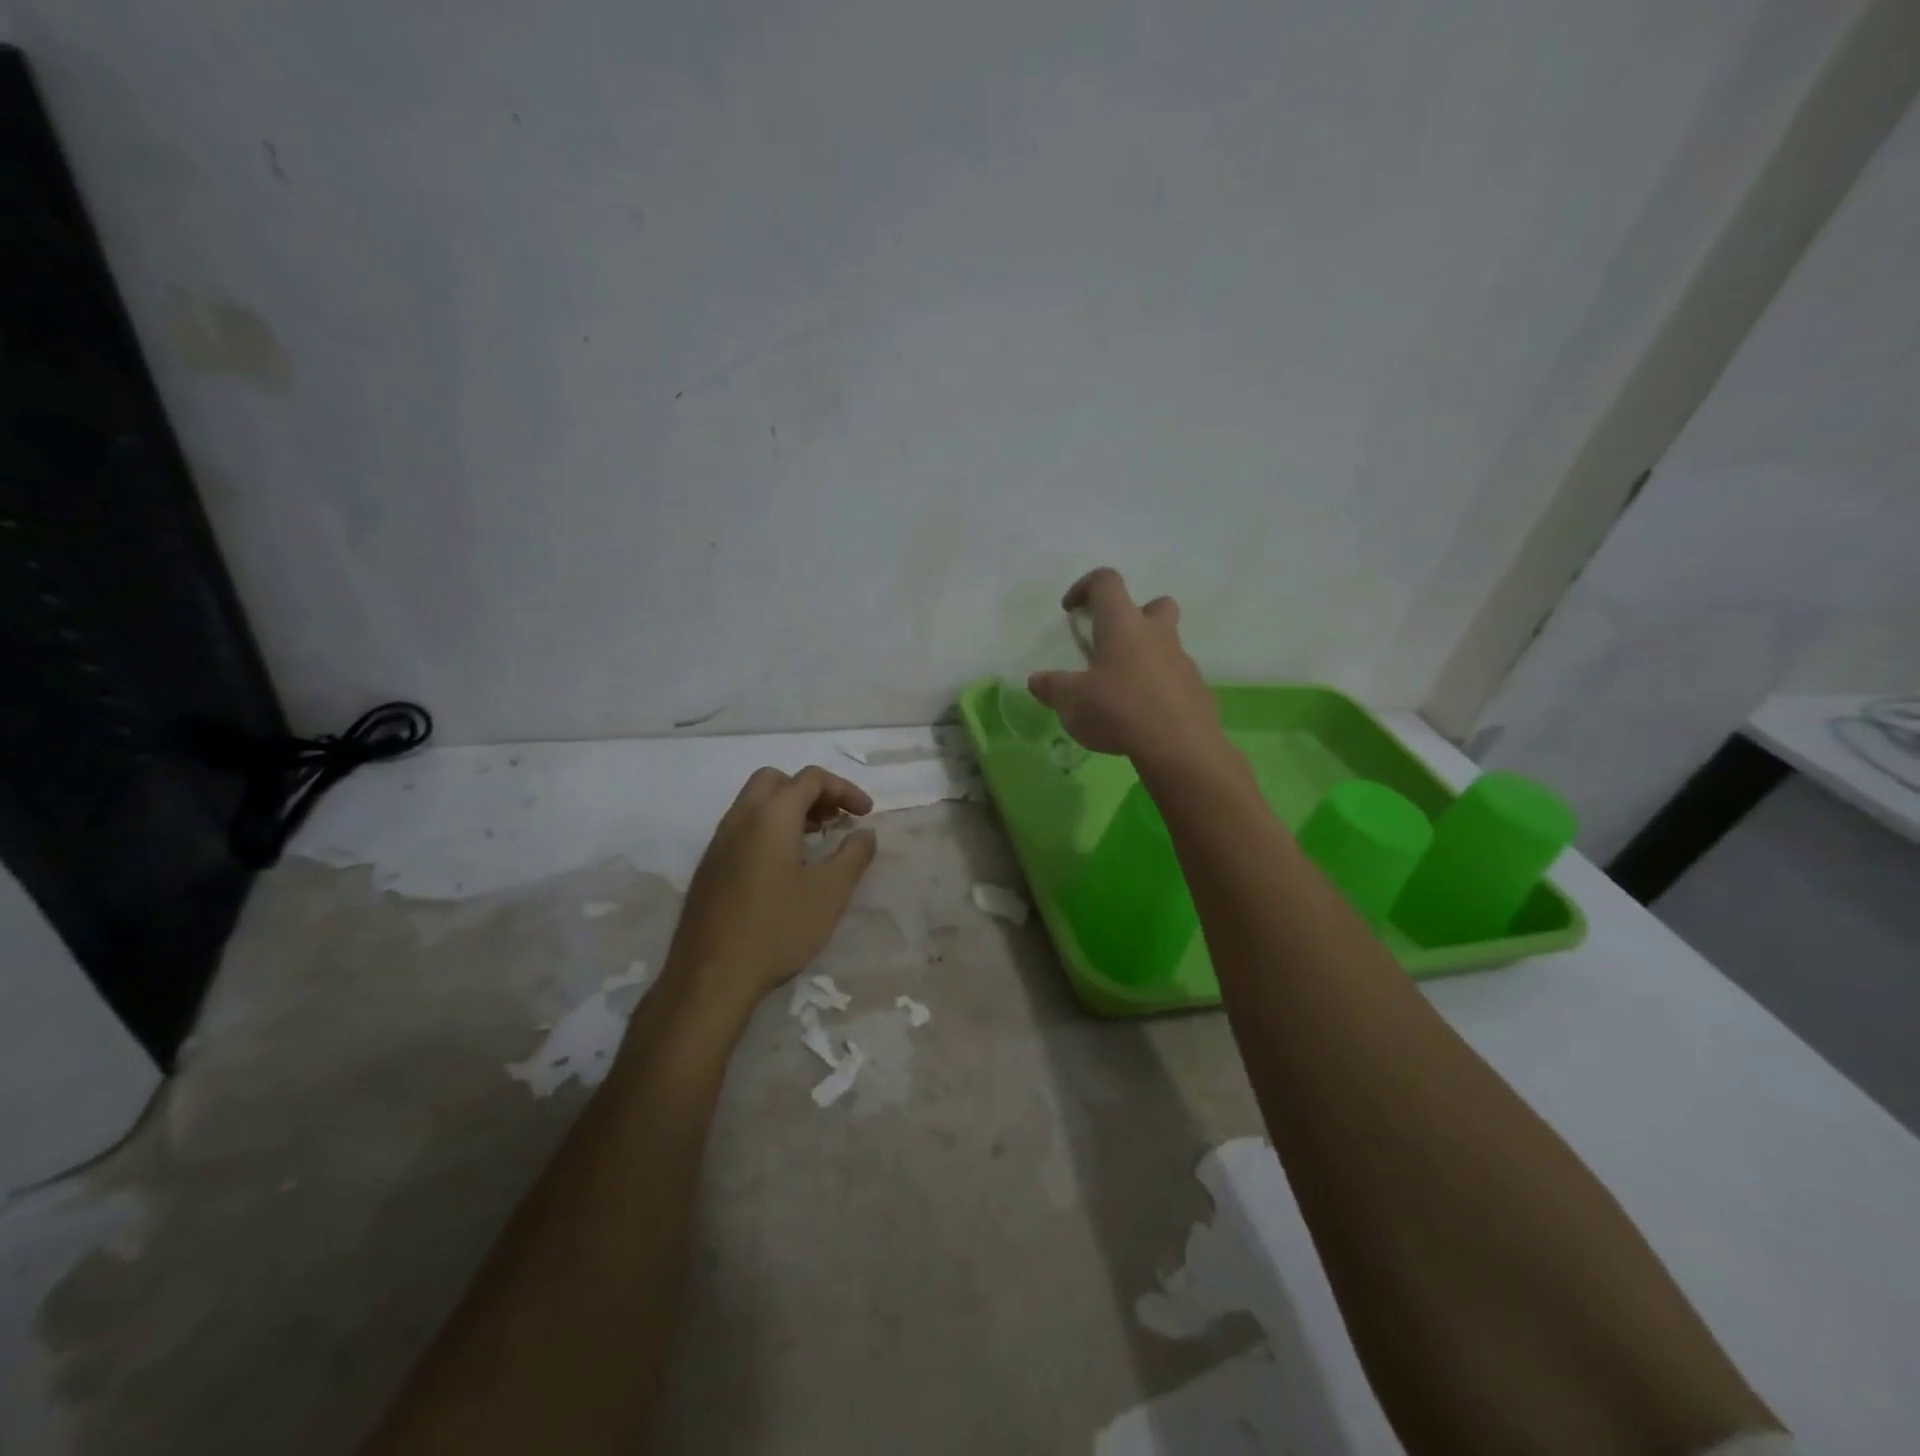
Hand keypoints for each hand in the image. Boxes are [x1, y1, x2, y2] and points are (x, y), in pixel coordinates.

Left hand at [662, 766, 877, 1021]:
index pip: (810, 779)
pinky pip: (743, 829)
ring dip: (789, 810)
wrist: (710, 977)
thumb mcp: (830, 892)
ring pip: (755, 804)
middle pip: (776, 781)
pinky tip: (786, 867)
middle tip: (834, 818)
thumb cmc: (777, 928)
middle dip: (810, 791)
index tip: (866, 814)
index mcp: (770, 815)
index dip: (844, 789)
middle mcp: (740, 819)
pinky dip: (769, 830)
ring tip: (816, 840)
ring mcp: (718, 843)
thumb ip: (854, 855)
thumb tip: (865, 832)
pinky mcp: (709, 868)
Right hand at [1028, 567, 1222, 765]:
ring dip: (1146, 656)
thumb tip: (1036, 681)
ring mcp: (1182, 662)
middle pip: (1155, 604)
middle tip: (1113, 643)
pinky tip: (1142, 716)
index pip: (1107, 582)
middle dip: (1135, 615)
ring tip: (1122, 688)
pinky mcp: (1197, 691)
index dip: (1086, 587)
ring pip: (1167, 644)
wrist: (1179, 747)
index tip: (1071, 610)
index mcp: (1123, 625)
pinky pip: (1176, 679)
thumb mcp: (1071, 701)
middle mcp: (1157, 634)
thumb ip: (1052, 687)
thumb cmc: (1118, 710)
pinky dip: (1159, 689)